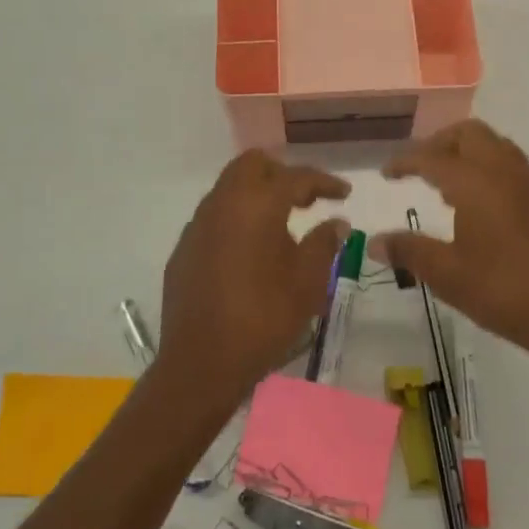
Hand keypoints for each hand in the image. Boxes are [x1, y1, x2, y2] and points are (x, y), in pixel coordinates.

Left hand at [157, 151, 351, 408]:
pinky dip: (237, 217)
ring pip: (230, 187)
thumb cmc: (263, 319)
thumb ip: (323, 244)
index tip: (343, 193)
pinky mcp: (184, 248)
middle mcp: (223, 203)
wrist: (201, 362)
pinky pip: (215, 216)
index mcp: (257, 204)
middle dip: (283, 173)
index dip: (324, 181)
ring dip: (257, 194)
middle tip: (307, 199)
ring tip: (282, 224)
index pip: (296, 177)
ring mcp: (198, 224)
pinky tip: (250, 250)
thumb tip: (336, 222)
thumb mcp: (307, 283)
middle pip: (253, 165)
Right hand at [372, 120, 528, 367]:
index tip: (387, 173)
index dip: (405, 161)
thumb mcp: (448, 275)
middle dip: (440, 143)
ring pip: (496, 146)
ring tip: (448, 184)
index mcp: (476, 183)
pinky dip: (490, 171)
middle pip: (469, 134)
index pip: (432, 157)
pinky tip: (483, 209)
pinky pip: (514, 169)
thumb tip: (375, 241)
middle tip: (420, 168)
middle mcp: (505, 172)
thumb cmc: (505, 292)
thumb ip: (409, 252)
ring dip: (468, 154)